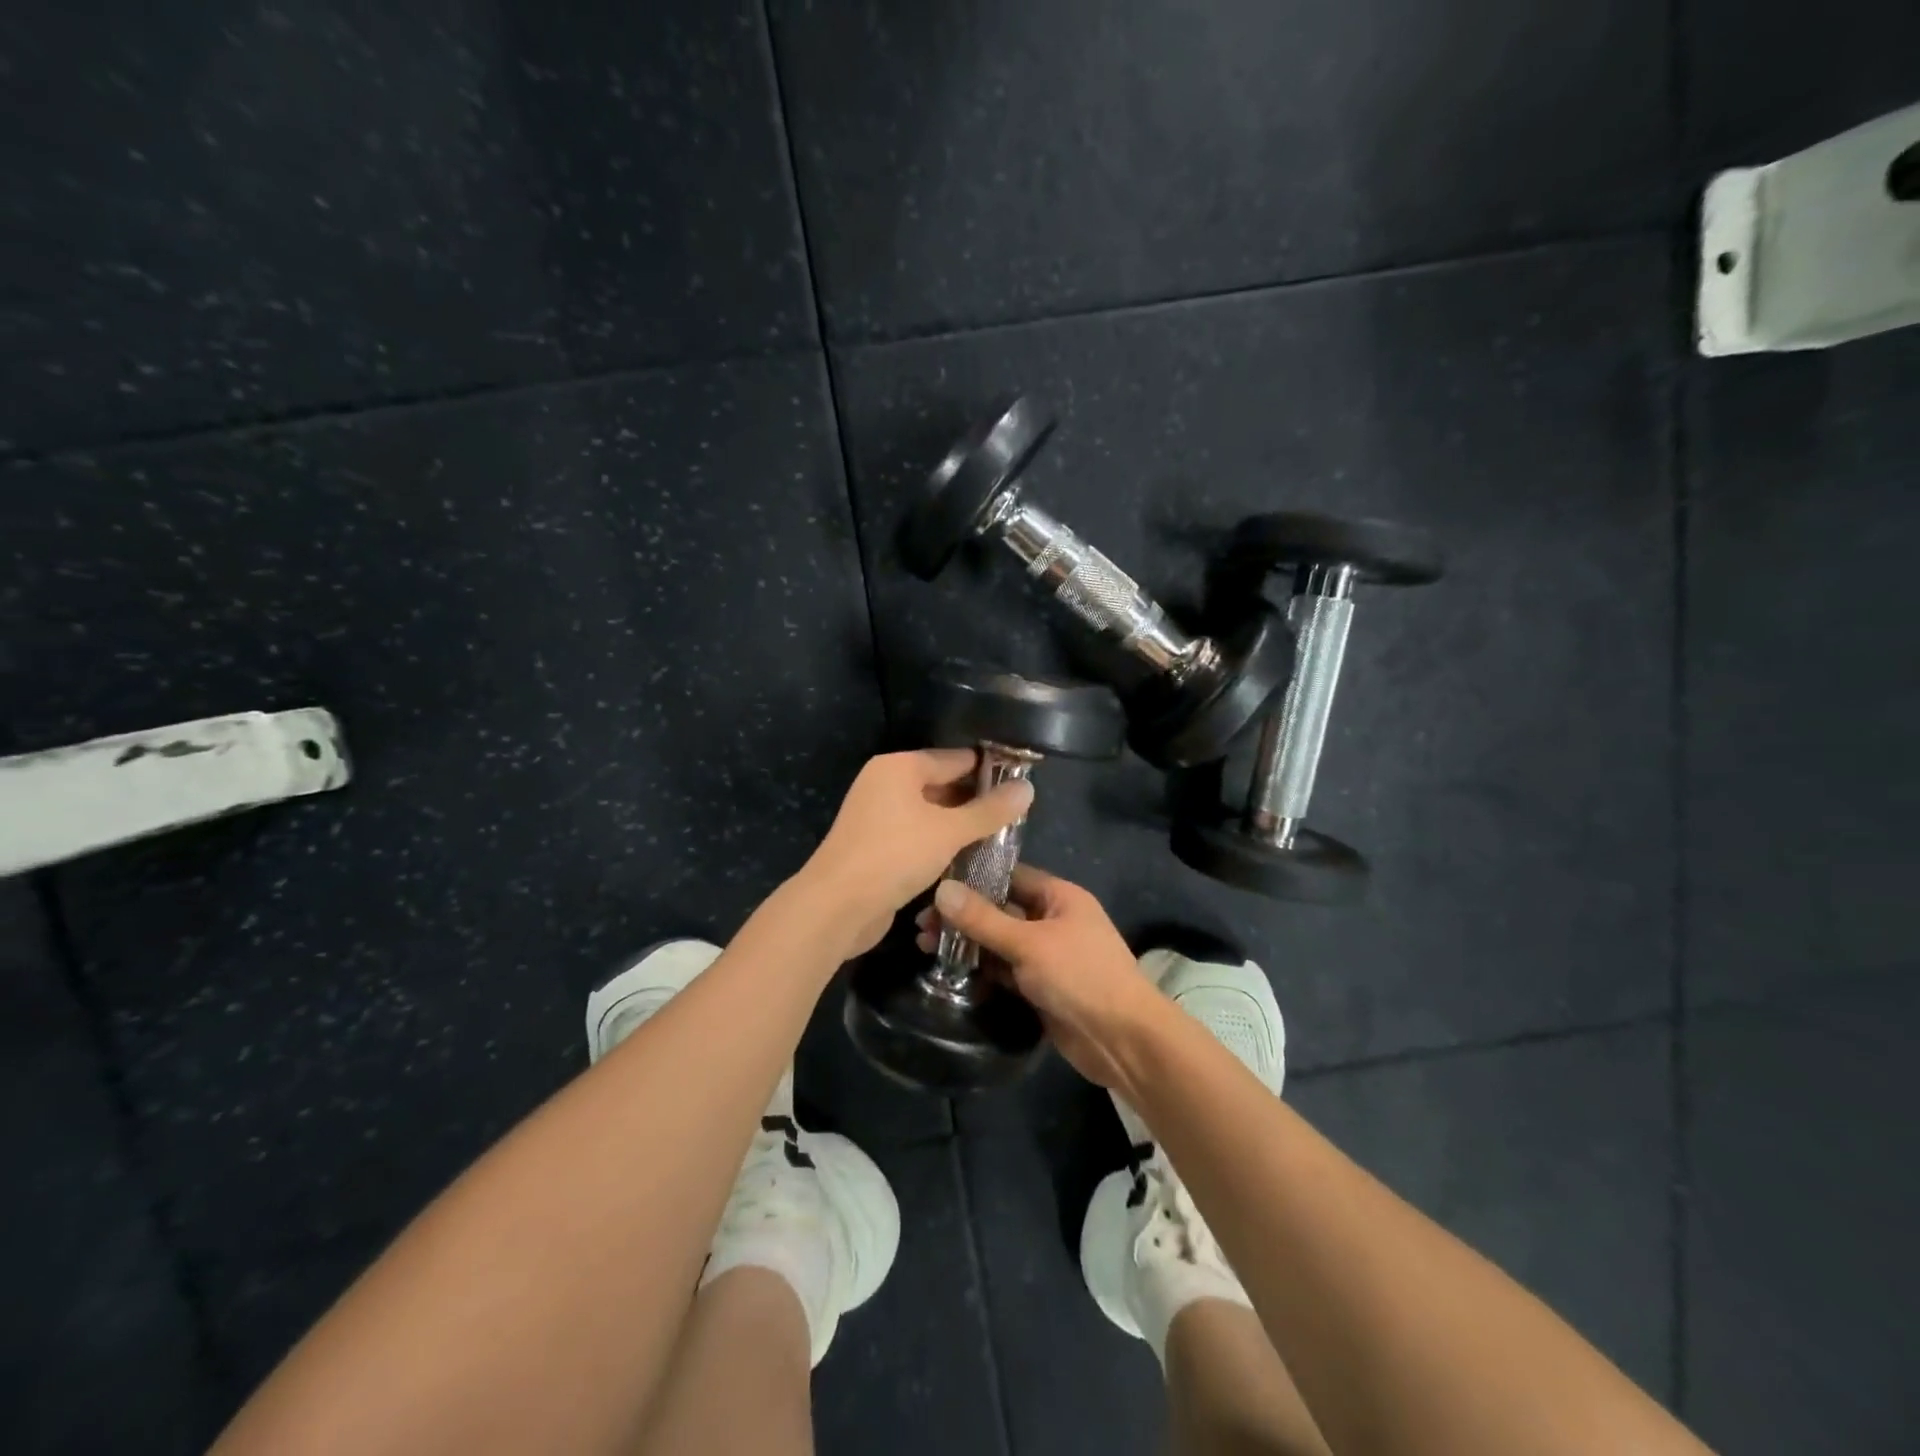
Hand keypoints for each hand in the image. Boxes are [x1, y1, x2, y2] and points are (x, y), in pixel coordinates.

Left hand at [805, 749, 1033, 952]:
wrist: (837, 906)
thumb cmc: (895, 855)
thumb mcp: (950, 831)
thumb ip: (989, 811)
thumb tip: (1028, 788)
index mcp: (899, 767)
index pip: (955, 758)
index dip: (989, 770)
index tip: (1022, 785)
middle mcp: (885, 784)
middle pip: (941, 784)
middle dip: (975, 800)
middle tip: (1016, 816)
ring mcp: (877, 815)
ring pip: (930, 813)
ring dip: (959, 825)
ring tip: (1000, 837)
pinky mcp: (875, 845)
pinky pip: (916, 835)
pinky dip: (939, 842)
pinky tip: (966, 856)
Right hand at [915, 865, 1164, 1089]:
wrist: (1123, 1040)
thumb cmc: (1081, 977)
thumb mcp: (1029, 944)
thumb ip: (983, 919)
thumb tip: (941, 889)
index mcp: (1058, 896)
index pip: (1008, 875)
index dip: (971, 877)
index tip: (932, 883)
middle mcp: (1052, 919)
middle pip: (999, 909)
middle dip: (962, 915)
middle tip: (920, 924)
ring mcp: (1046, 955)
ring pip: (998, 941)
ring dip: (966, 943)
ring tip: (924, 946)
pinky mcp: (1039, 986)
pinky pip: (1004, 970)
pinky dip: (980, 969)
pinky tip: (948, 971)